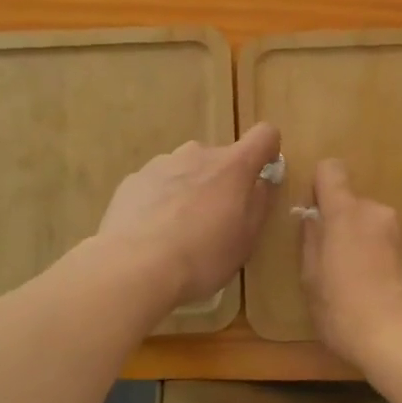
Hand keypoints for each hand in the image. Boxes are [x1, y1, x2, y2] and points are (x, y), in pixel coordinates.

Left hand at [97, 122, 281, 308]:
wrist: (135, 267)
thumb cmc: (203, 256)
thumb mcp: (246, 239)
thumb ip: (259, 203)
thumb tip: (261, 181)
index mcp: (233, 165)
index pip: (264, 135)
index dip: (268, 150)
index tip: (263, 175)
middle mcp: (198, 154)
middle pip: (221, 158)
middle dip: (223, 182)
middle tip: (217, 221)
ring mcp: (161, 164)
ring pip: (187, 170)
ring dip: (191, 190)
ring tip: (180, 231)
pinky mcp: (132, 180)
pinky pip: (158, 184)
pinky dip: (161, 200)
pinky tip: (153, 233)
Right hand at [299, 158, 401, 369]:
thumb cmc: (347, 312)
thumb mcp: (312, 281)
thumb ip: (311, 242)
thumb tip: (313, 219)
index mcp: (347, 213)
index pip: (331, 170)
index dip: (320, 185)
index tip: (316, 213)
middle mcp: (380, 213)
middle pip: (355, 206)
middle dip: (344, 227)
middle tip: (335, 266)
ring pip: (377, 228)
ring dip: (367, 245)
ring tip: (363, 287)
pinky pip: (396, 249)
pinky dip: (388, 262)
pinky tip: (385, 296)